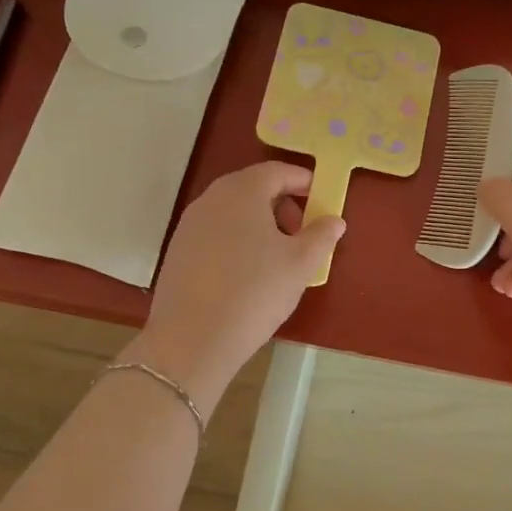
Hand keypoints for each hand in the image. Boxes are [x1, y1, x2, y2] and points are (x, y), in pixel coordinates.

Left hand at [126, 162, 343, 408]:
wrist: (192, 339)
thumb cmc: (255, 292)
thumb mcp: (301, 264)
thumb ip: (322, 235)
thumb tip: (334, 220)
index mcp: (242, 191)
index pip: (278, 171)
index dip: (303, 181)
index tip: (322, 199)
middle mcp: (212, 198)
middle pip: (253, 188)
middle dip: (282, 204)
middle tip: (302, 233)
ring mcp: (189, 224)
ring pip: (233, 211)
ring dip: (260, 223)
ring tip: (277, 258)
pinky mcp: (178, 250)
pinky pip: (216, 232)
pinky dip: (237, 240)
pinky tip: (247, 274)